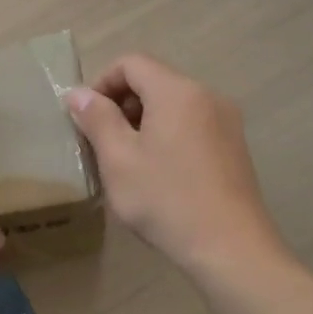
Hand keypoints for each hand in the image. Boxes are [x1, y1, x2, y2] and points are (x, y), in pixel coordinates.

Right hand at [64, 54, 288, 284]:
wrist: (232, 250)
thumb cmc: (167, 200)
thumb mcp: (119, 159)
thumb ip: (97, 118)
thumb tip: (78, 93)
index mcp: (177, 91)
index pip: (131, 63)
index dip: (101, 83)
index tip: (86, 118)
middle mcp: (206, 95)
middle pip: (154, 80)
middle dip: (122, 103)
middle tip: (102, 141)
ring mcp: (226, 121)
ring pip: (173, 103)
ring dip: (143, 120)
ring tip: (127, 160)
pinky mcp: (234, 146)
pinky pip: (191, 123)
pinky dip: (167, 134)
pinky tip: (159, 173)